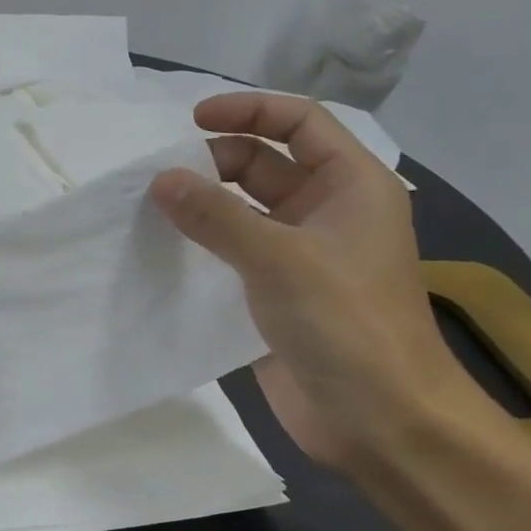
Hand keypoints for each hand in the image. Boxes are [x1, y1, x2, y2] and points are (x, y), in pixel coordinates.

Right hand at [150, 94, 480, 472]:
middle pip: (264, 164)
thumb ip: (217, 216)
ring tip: (150, 208)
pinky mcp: (276, 293)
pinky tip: (163, 249)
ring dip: (203, 205)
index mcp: (351, 185)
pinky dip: (201, 245)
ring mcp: (301, 255)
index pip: (300, 122)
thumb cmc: (347, 324)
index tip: (193, 121)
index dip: (249, 110)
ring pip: (244, 210)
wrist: (380, 420)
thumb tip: (160, 179)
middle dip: (214, 162)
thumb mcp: (280, 259)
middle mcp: (326, 211)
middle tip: (161, 179)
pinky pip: (233, 252)